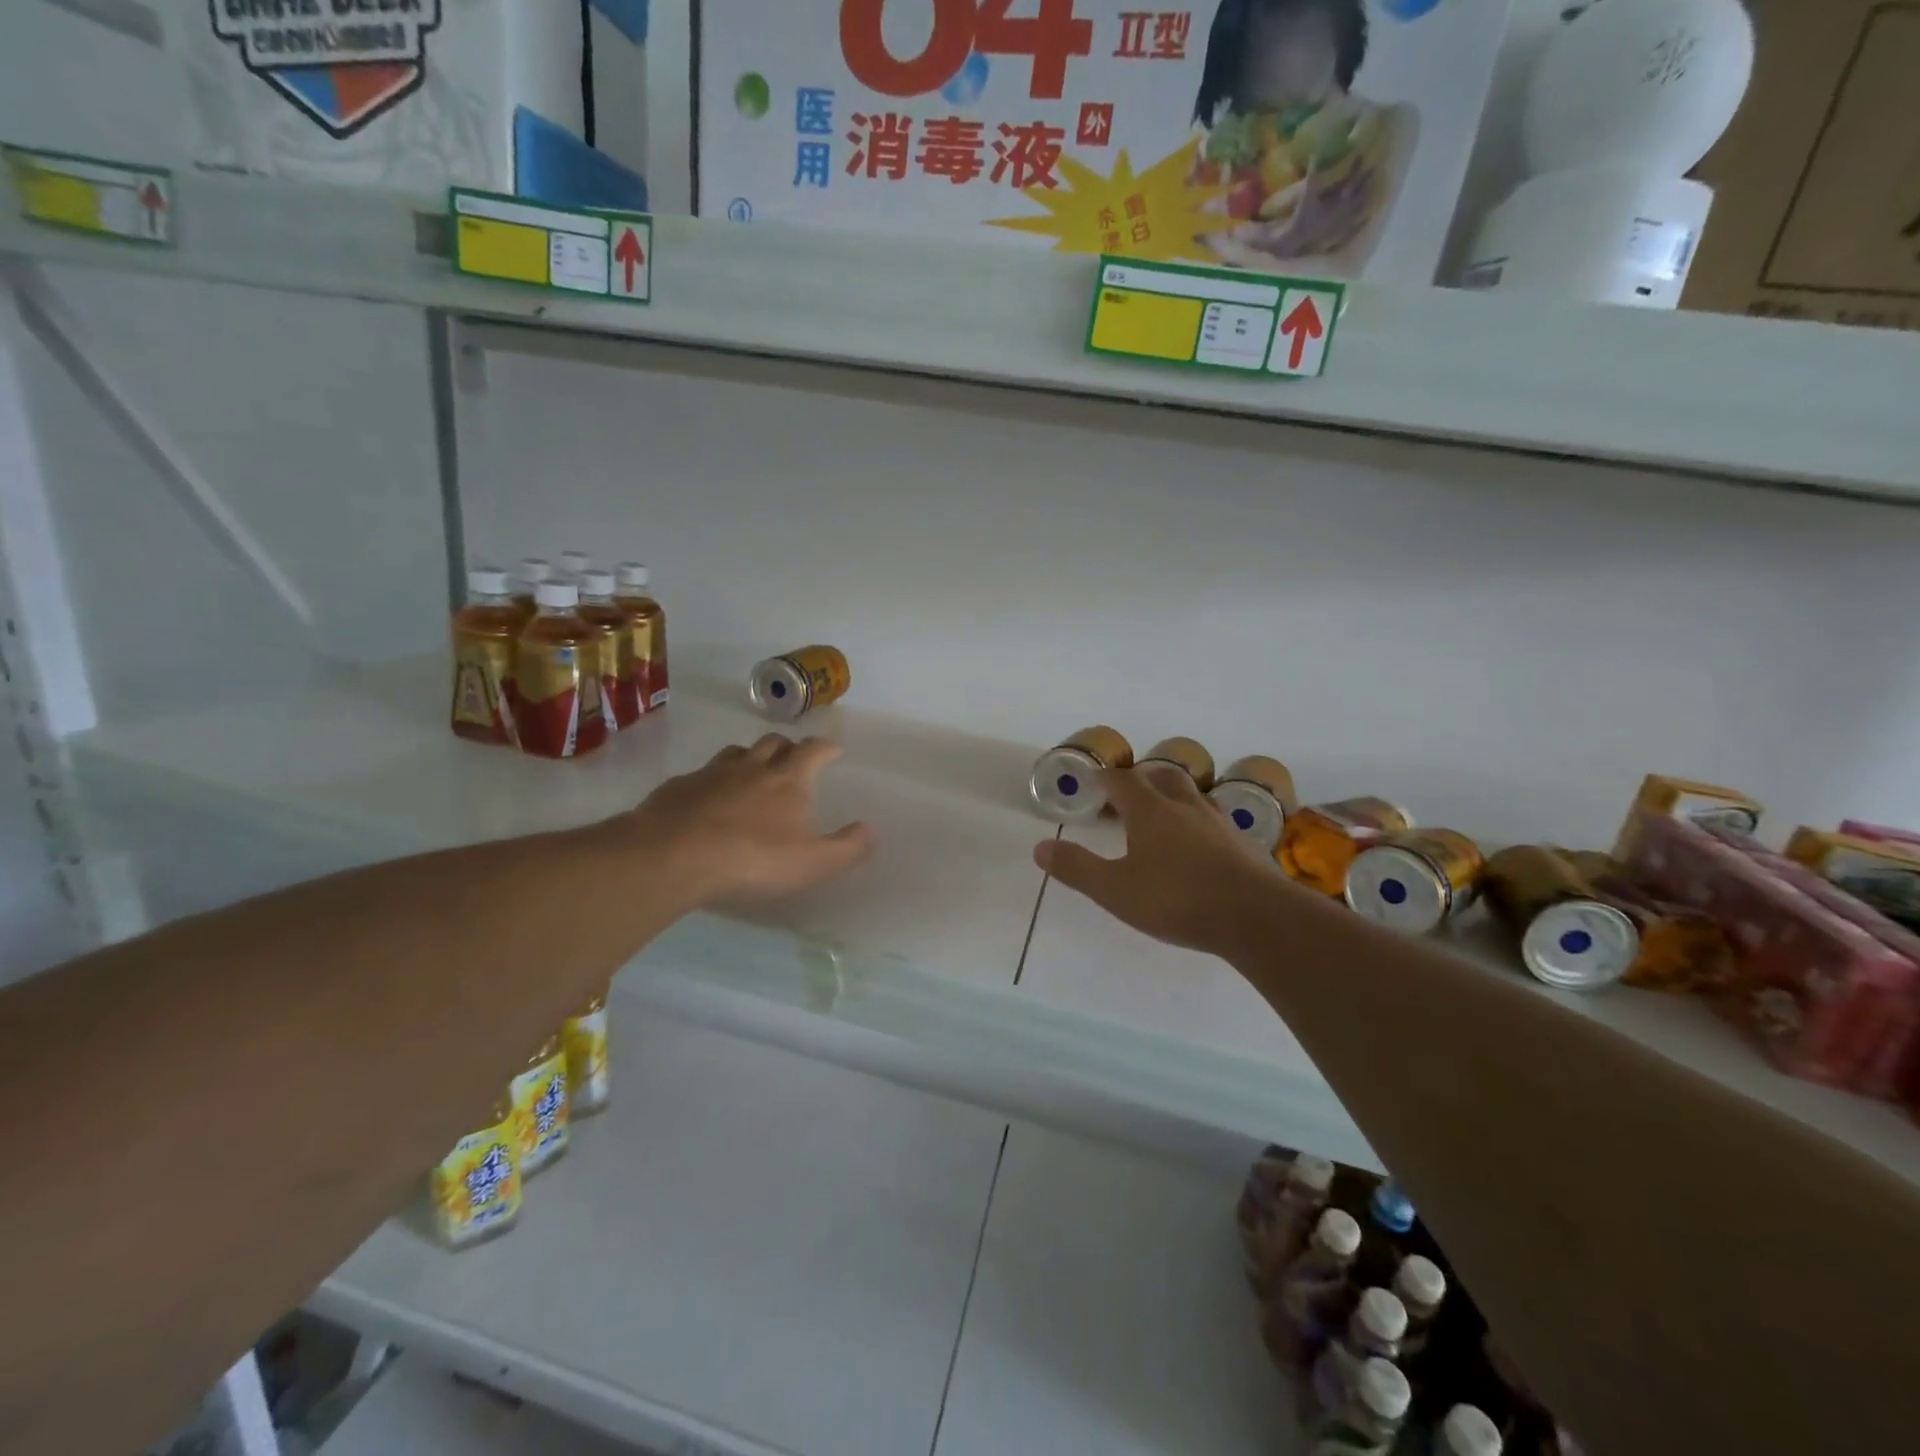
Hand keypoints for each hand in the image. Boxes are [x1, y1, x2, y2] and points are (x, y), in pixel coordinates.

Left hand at [615, 736, 875, 905]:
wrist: (674, 855)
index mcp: (788, 779)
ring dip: (750, 758)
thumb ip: (846, 847)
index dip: (826, 747)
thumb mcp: (812, 862)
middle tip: (793, 761)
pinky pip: (701, 775)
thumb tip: (870, 830)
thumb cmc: (753, 858)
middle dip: (788, 747)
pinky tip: (708, 799)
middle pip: (774, 742)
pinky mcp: (679, 787)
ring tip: (752, 774)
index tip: (833, 750)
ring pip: (736, 752)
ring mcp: (711, 773)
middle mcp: (752, 766)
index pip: (813, 750)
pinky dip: (713, 780)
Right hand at [1034, 764, 1294, 956]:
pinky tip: (1201, 846)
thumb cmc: (1177, 899)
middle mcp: (1185, 807)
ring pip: (1194, 795)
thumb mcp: (1115, 890)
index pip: (1122, 781)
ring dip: (1175, 796)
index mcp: (1151, 811)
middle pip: (1162, 776)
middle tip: (1128, 792)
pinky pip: (1217, 821)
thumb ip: (1077, 868)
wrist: (1256, 917)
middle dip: (1142, 778)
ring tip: (1164, 813)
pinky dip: (1200, 823)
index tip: (1093, 782)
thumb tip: (1040, 846)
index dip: (1105, 778)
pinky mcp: (1244, 844)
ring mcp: (1219, 824)